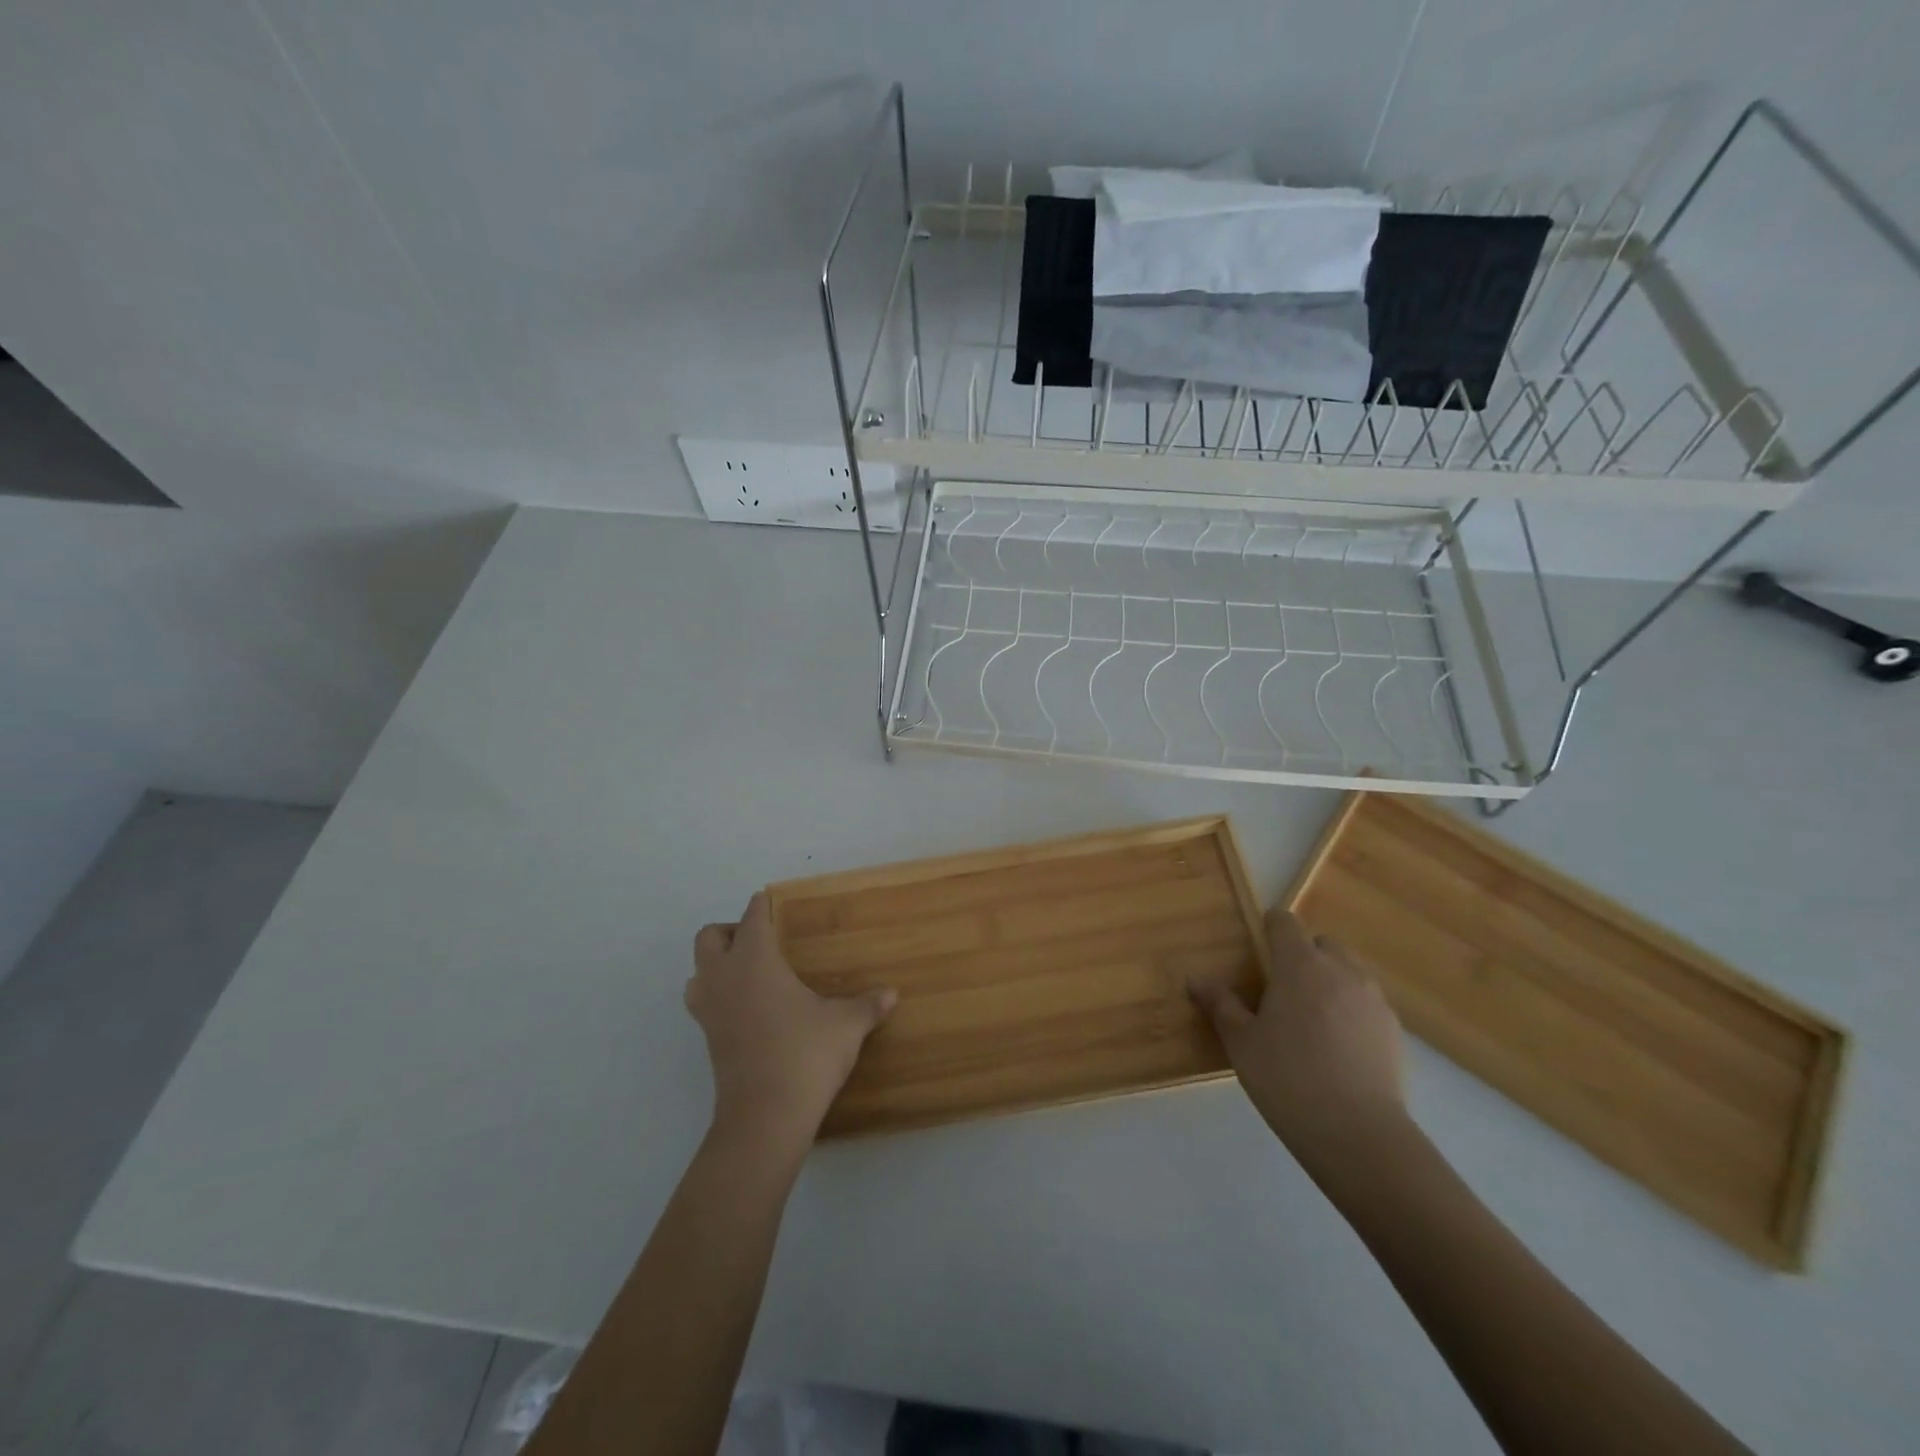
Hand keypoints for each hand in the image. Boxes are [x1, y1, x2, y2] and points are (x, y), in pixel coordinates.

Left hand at [686, 892, 895, 1154]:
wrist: (765, 1118)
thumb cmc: (805, 1055)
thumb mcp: (845, 1026)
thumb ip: (867, 1005)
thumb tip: (891, 993)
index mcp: (755, 961)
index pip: (751, 919)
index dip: (761, 906)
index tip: (769, 901)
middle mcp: (725, 978)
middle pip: (709, 938)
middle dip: (730, 932)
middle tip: (761, 941)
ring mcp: (710, 1011)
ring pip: (697, 972)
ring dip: (716, 966)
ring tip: (749, 974)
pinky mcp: (708, 1040)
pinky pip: (704, 1004)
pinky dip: (719, 996)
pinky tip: (748, 1010)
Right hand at [1189, 909, 1409, 1175]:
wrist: (1358, 1134)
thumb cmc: (1287, 1078)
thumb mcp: (1241, 1042)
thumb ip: (1220, 1004)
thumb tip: (1195, 979)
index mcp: (1300, 965)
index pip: (1285, 922)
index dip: (1270, 927)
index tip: (1258, 947)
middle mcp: (1341, 971)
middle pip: (1322, 944)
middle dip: (1304, 955)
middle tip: (1282, 989)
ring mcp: (1374, 999)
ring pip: (1350, 971)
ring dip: (1331, 980)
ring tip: (1311, 1019)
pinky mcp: (1395, 1030)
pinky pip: (1367, 1002)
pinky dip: (1351, 1010)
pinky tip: (1337, 1047)